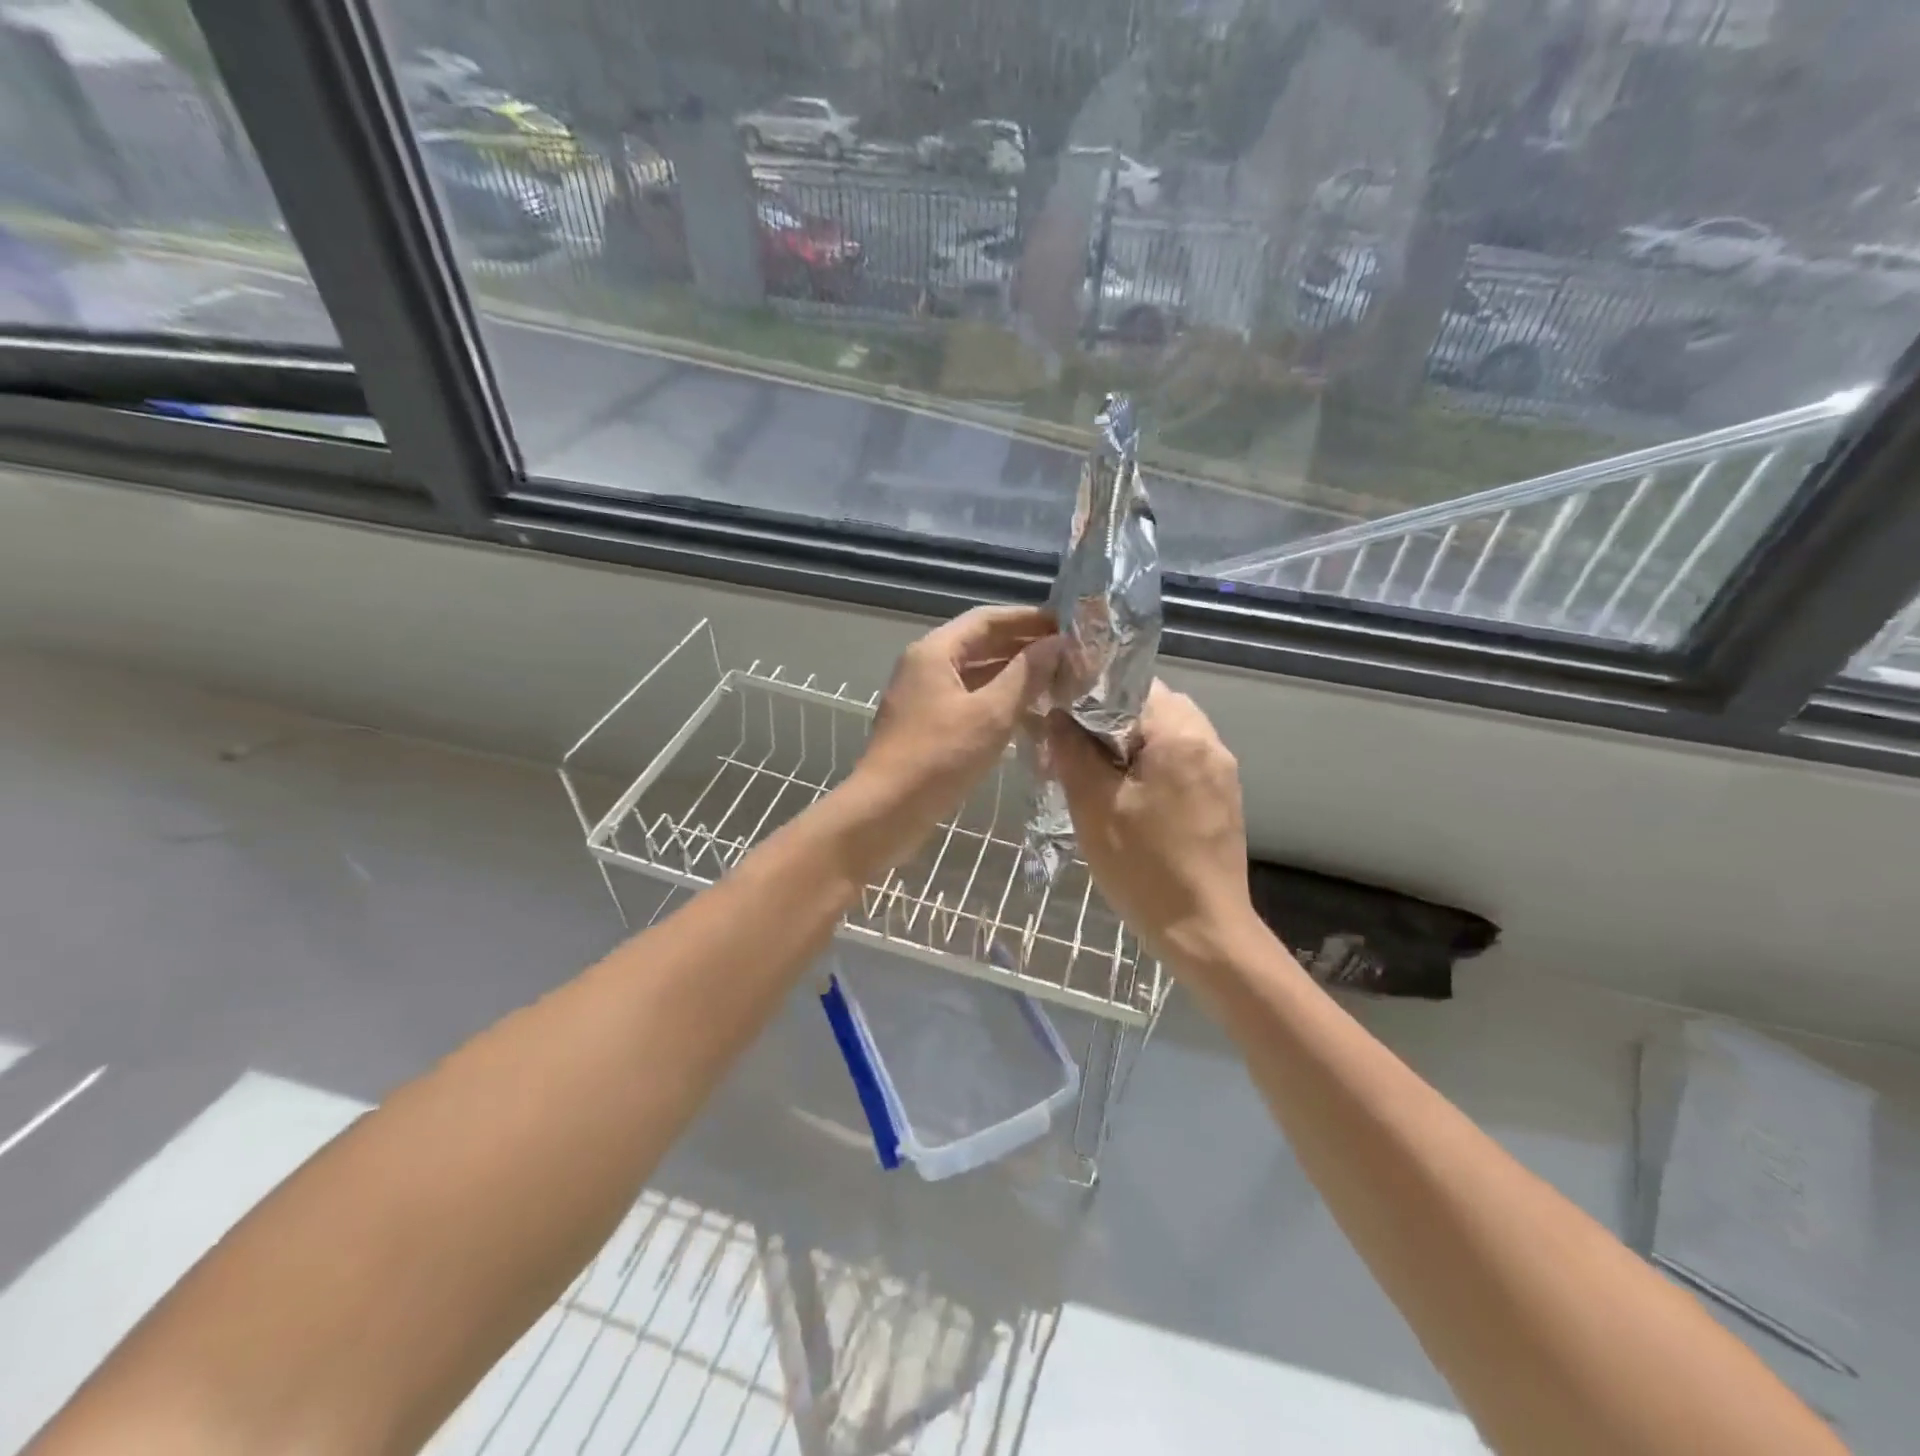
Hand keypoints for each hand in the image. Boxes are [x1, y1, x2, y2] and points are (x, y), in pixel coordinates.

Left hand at [848, 605, 1062, 865]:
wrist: (886, 811)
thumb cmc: (939, 757)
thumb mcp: (991, 713)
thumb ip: (1026, 674)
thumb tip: (1058, 643)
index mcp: (934, 651)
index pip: (987, 619)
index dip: (1028, 619)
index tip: (1067, 625)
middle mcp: (925, 666)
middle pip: (980, 644)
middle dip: (1024, 647)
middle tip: (1069, 656)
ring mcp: (923, 697)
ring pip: (975, 675)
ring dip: (1013, 676)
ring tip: (1056, 682)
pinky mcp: (926, 726)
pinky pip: (968, 701)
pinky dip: (997, 701)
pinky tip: (1027, 715)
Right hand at [1045, 681, 1258, 970]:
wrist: (1204, 930)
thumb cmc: (1144, 867)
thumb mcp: (1094, 806)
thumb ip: (1072, 751)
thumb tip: (1057, 714)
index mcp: (1181, 735)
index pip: (1131, 686)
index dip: (1091, 697)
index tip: (1062, 719)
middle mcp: (1210, 742)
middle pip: (1153, 706)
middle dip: (1112, 722)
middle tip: (1077, 752)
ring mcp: (1222, 771)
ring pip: (1168, 734)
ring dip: (1133, 745)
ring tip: (1101, 778)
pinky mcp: (1223, 797)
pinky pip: (1183, 761)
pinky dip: (1154, 766)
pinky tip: (1131, 799)